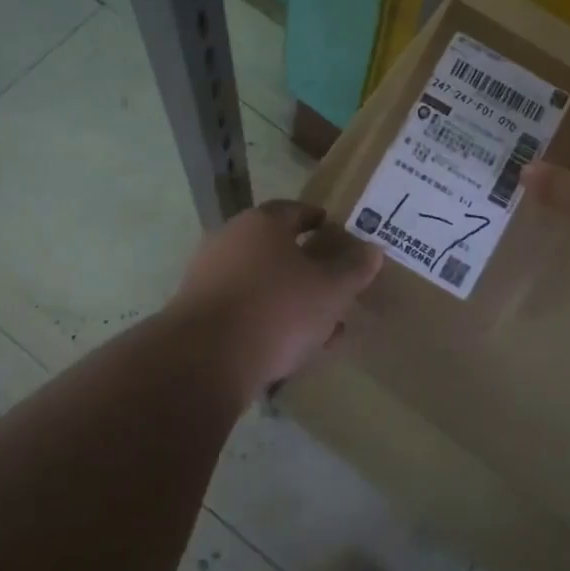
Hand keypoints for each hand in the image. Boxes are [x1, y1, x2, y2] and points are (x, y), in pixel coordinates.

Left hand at [170, 200, 382, 396]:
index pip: (295, 211)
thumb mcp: (330, 290)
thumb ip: (353, 269)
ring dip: (290, 301)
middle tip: (333, 288)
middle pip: (276, 249)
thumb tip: (373, 249)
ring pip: (261, 284)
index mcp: (262, 223)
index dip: (318, 221)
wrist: (204, 360)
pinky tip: (288, 351)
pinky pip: (242, 311)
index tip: (336, 235)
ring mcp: (208, 277)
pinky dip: (266, 322)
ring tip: (320, 330)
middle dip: (307, 269)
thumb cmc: (277, 310)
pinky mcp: (196, 314)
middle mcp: (230, 240)